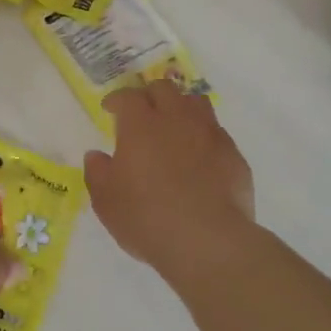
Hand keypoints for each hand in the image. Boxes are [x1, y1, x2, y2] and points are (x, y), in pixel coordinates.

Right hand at [85, 83, 255, 277]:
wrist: (208, 241)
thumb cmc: (146, 218)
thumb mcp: (106, 201)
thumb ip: (98, 172)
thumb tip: (96, 155)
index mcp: (141, 125)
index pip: (127, 96)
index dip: (117, 99)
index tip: (110, 109)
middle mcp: (176, 119)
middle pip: (164, 89)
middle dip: (150, 95)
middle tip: (142, 113)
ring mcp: (210, 134)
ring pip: (196, 103)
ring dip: (181, 107)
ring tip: (174, 126)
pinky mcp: (234, 155)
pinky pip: (217, 133)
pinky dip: (204, 136)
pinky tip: (199, 157)